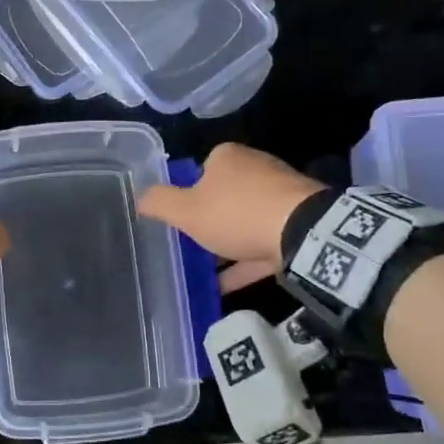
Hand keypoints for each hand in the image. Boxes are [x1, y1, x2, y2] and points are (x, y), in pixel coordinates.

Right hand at [137, 143, 324, 291]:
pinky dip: (245, 263)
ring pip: (244, 221)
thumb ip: (159, 203)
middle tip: (191, 245)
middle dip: (209, 220)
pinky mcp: (297, 223)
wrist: (303, 233)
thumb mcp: (186, 210)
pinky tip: (226, 286)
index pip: (200, 171)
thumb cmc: (236, 213)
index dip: (187, 195)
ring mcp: (280, 196)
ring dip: (228, 244)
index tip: (180, 220)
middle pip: (223, 196)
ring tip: (205, 270)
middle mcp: (255, 168)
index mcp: (228, 157)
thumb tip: (140, 197)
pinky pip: (262, 244)